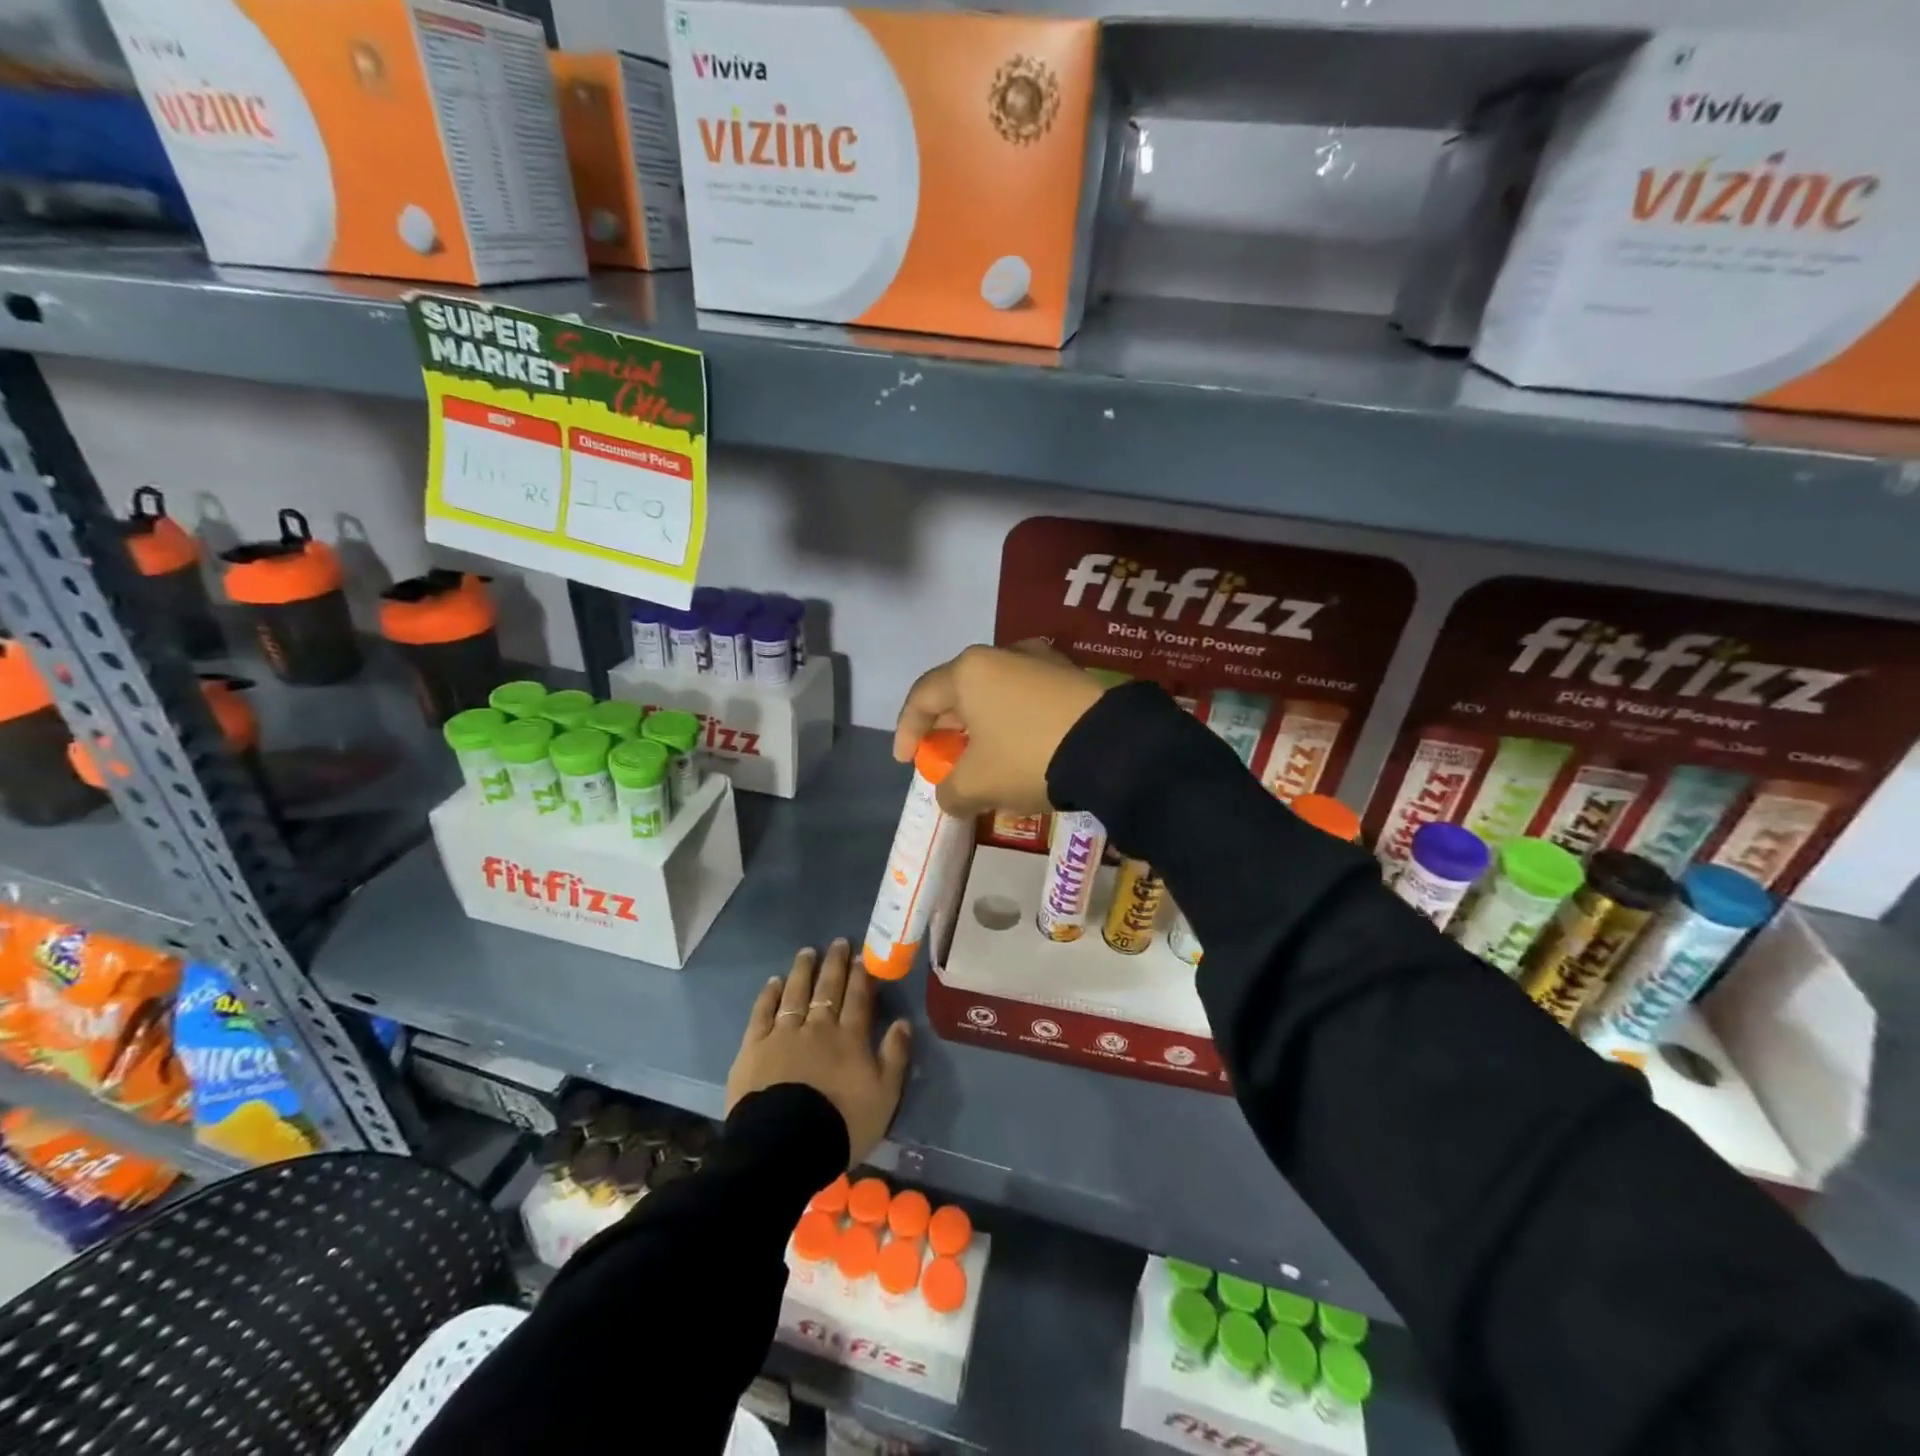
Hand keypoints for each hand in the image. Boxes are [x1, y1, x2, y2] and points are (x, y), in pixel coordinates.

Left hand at [727, 939, 912, 1164]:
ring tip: (807, 952)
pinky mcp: (754, 1048)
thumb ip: (895, 1057)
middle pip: (828, 989)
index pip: (858, 998)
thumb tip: (903, 1022)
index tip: (862, 955)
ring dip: (803, 971)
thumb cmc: (841, 1124)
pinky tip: (774, 982)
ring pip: (795, 993)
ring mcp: (783, 1034)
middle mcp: (818, 1027)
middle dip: (835, 964)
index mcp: (850, 1038)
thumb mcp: (884, 1097)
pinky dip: (769, 995)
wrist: (785, 1147)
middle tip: (838, 942)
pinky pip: (763, 1013)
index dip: (861, 975)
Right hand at [893, 642, 1107, 815]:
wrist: (1113, 747)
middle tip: (943, 756)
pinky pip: (1027, 698)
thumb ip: (950, 792)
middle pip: (959, 692)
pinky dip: (1014, 721)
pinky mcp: (1072, 677)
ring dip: (982, 724)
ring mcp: (1042, 661)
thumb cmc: (1029, 757)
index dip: (907, 731)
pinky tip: (1022, 746)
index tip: (905, 761)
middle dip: (947, 727)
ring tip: (983, 754)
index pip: (922, 697)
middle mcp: (1002, 655)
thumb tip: (951, 796)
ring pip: (996, 693)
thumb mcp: (977, 785)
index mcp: (969, 671)